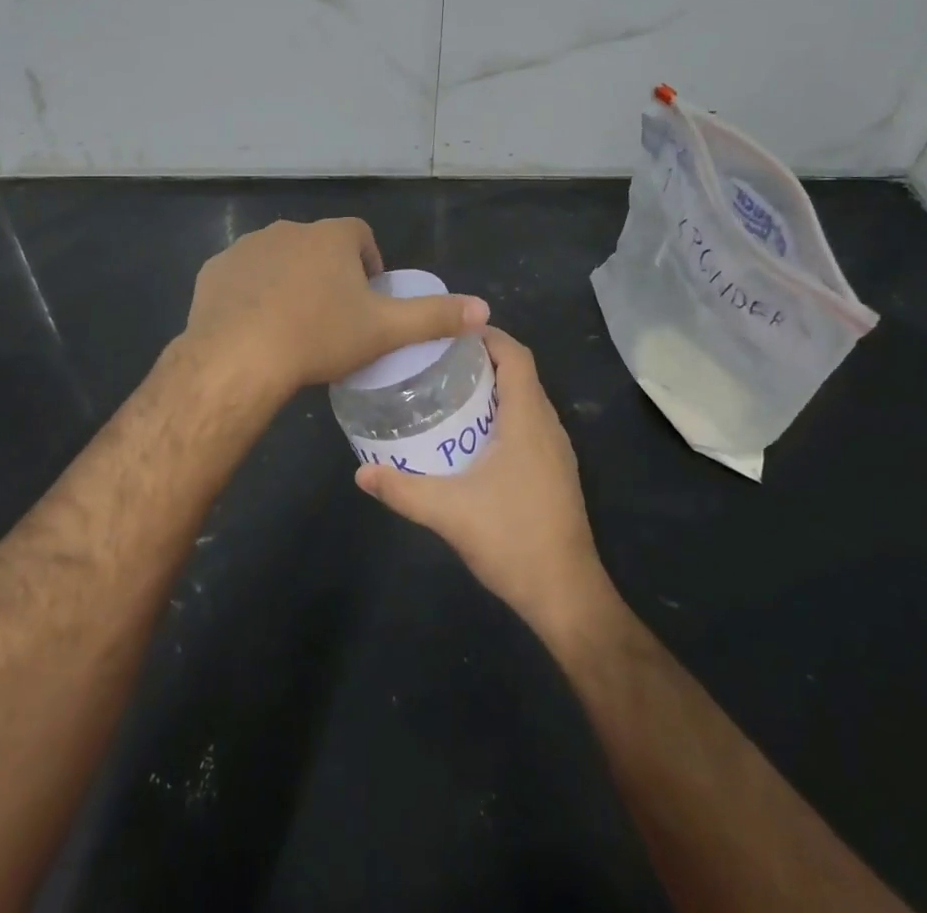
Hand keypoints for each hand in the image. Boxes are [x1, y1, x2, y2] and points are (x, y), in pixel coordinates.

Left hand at [182, 217, 487, 401]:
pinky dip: (252, 293)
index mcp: (332, 236)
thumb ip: (435, 317)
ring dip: (289, 282)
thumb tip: (484, 309)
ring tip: (293, 326)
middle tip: (332, 320)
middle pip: (319, 247)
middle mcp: (289, 230)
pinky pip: (242, 276)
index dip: (369, 264)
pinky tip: (255, 326)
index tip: (367, 301)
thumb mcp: (384, 330)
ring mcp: (247, 247)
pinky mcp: (214, 269)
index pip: (360, 236)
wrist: (239, 357)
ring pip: (279, 260)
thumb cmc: (319, 336)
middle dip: (328, 274)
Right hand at [355, 328, 611, 635]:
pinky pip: (529, 425)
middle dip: (482, 360)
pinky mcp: (555, 473)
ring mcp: (556, 451)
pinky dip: (502, 415)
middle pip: (519, 373)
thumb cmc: (512, 538)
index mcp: (528, 418)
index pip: (515, 354)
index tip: (449, 331)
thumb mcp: (448, 511)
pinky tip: (471, 438)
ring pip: (525, 400)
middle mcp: (548, 425)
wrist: (565, 595)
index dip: (487, 335)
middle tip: (436, 361)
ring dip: (492, 388)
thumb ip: (402, 489)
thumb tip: (361, 473)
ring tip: (448, 392)